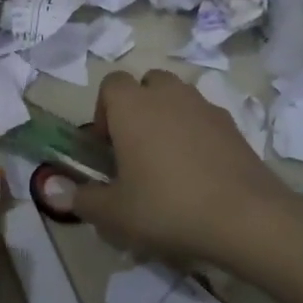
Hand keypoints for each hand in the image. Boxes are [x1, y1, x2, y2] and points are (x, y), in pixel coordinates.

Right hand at [49, 69, 294, 267]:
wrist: (246, 218)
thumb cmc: (167, 207)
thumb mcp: (114, 213)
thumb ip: (81, 199)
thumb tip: (55, 190)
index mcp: (133, 106)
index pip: (110, 84)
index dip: (103, 112)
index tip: (106, 147)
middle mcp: (169, 95)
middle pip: (147, 84)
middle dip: (138, 108)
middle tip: (135, 150)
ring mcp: (206, 107)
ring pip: (179, 98)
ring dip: (168, 118)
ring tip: (167, 162)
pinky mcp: (234, 126)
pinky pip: (205, 119)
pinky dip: (196, 135)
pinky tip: (199, 174)